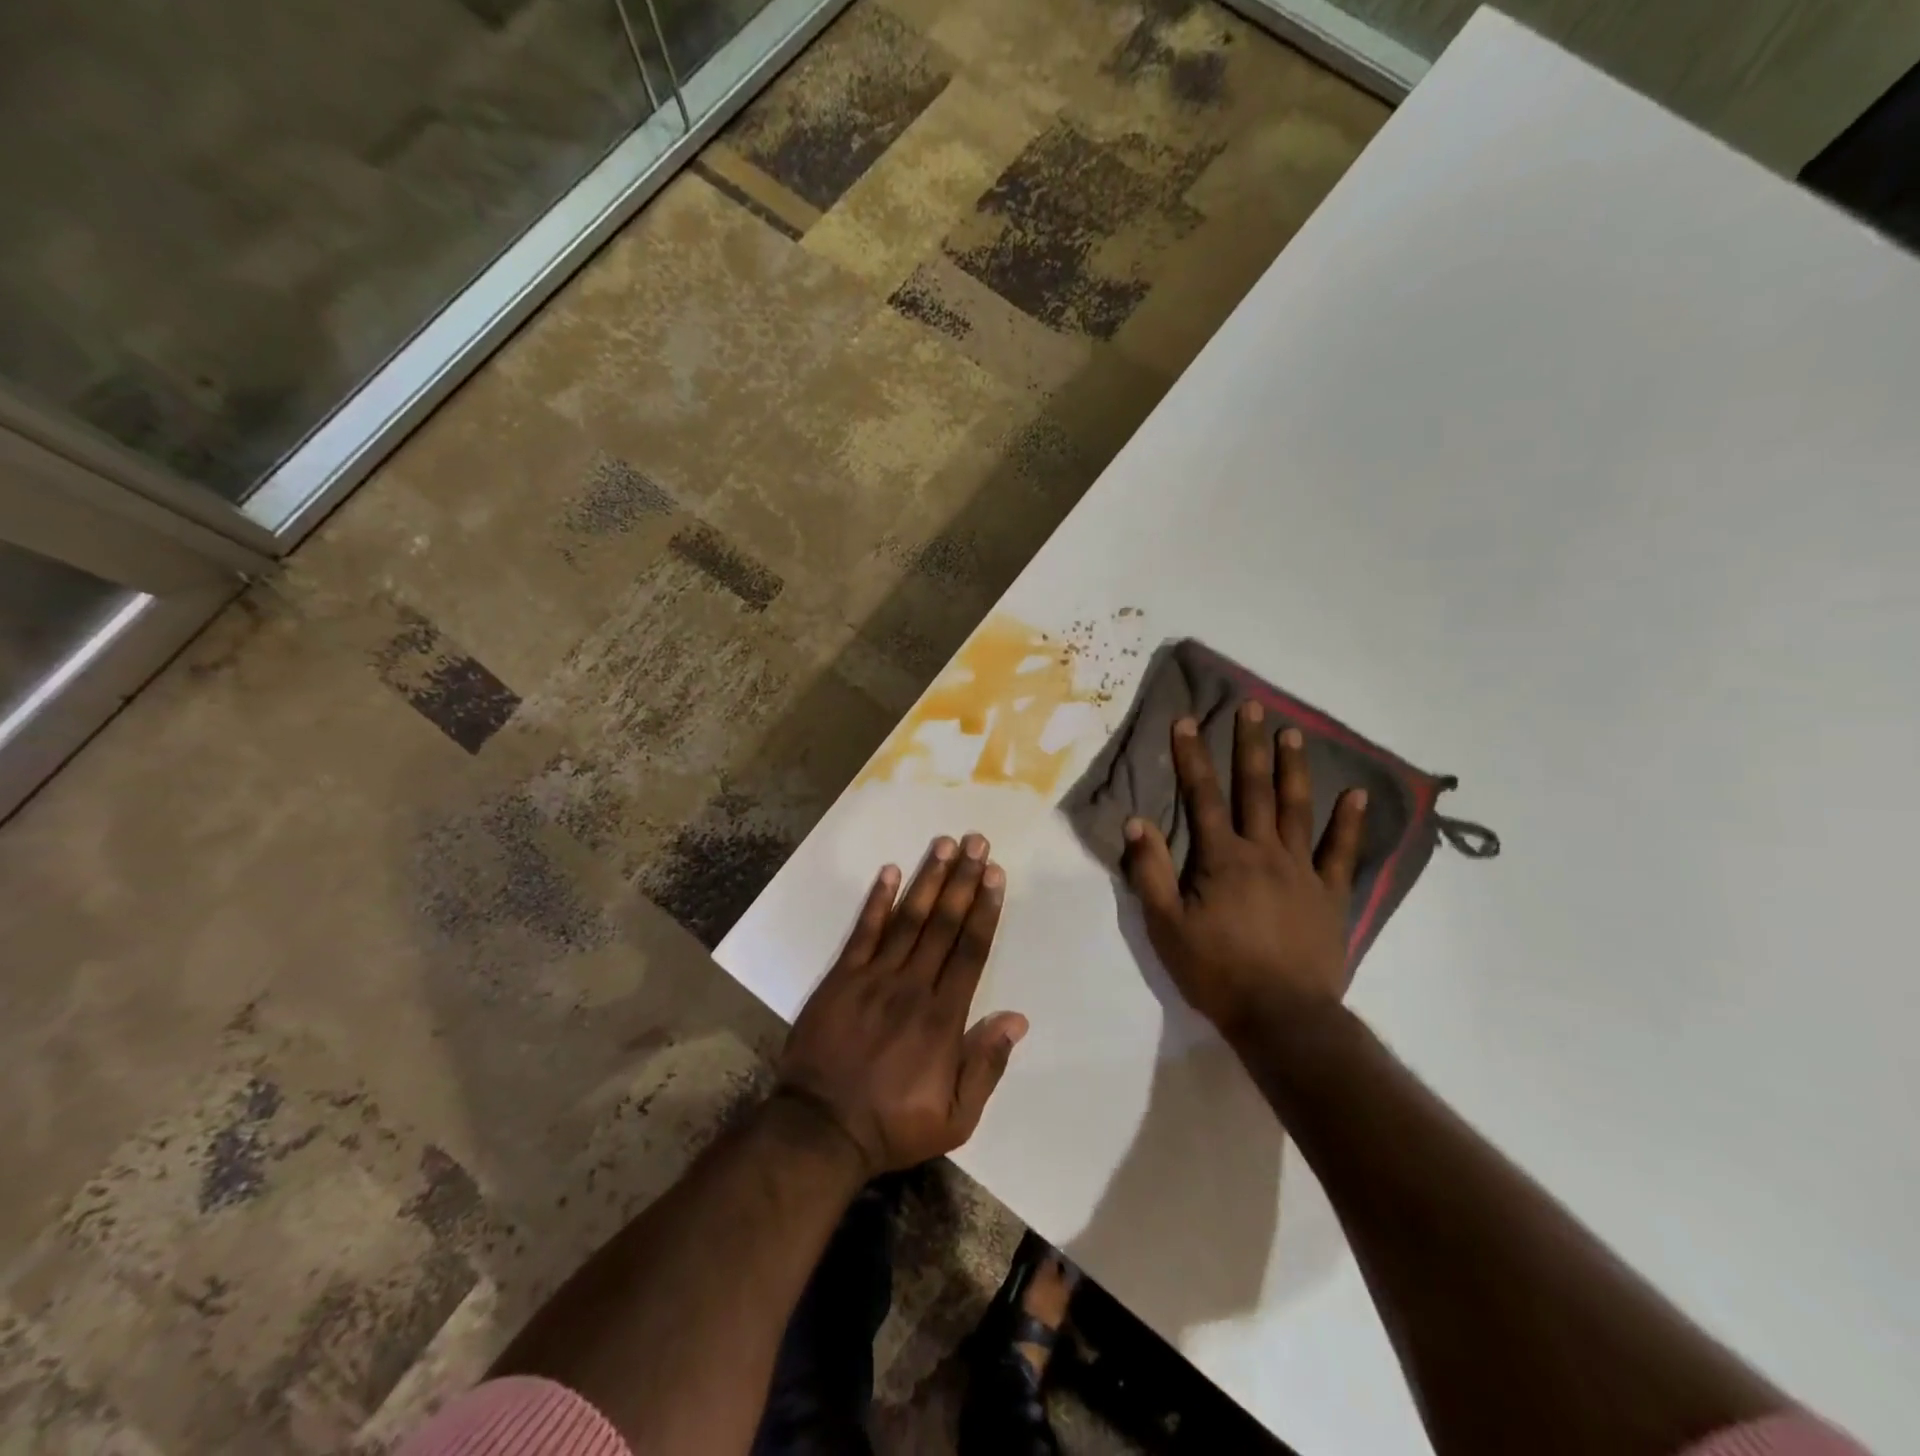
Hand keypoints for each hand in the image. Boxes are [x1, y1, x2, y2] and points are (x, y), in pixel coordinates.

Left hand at [777, 835, 1027, 1176]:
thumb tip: (1017, 1019)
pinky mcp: (841, 978)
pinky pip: (863, 932)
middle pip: (943, 924)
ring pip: (908, 919)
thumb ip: (986, 1065)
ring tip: (945, 844)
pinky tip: (890, 871)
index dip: (985, 910)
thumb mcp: (956, 1118)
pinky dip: (877, 900)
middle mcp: (912, 986)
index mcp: (943, 1018)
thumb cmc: (893, 1125)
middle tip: (977, 842)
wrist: (820, 1130)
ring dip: (928, 879)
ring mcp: (873, 978)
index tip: (995, 874)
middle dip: (963, 880)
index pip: (970, 951)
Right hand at [1123, 703, 1366, 1040]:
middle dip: (1249, 745)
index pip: (1202, 796)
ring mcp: (1302, 870)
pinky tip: (1356, 795)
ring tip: (1294, 732)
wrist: (1283, 1018)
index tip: (1186, 720)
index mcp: (1222, 858)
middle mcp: (1264, 852)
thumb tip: (1137, 822)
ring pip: (1297, 808)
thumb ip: (1151, 872)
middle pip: (1254, 789)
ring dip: (1294, 768)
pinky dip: (1350, 823)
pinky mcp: (1330, 894)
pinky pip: (1342, 852)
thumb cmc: (1217, 972)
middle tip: (1251, 706)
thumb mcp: (1166, 927)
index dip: (1191, 757)